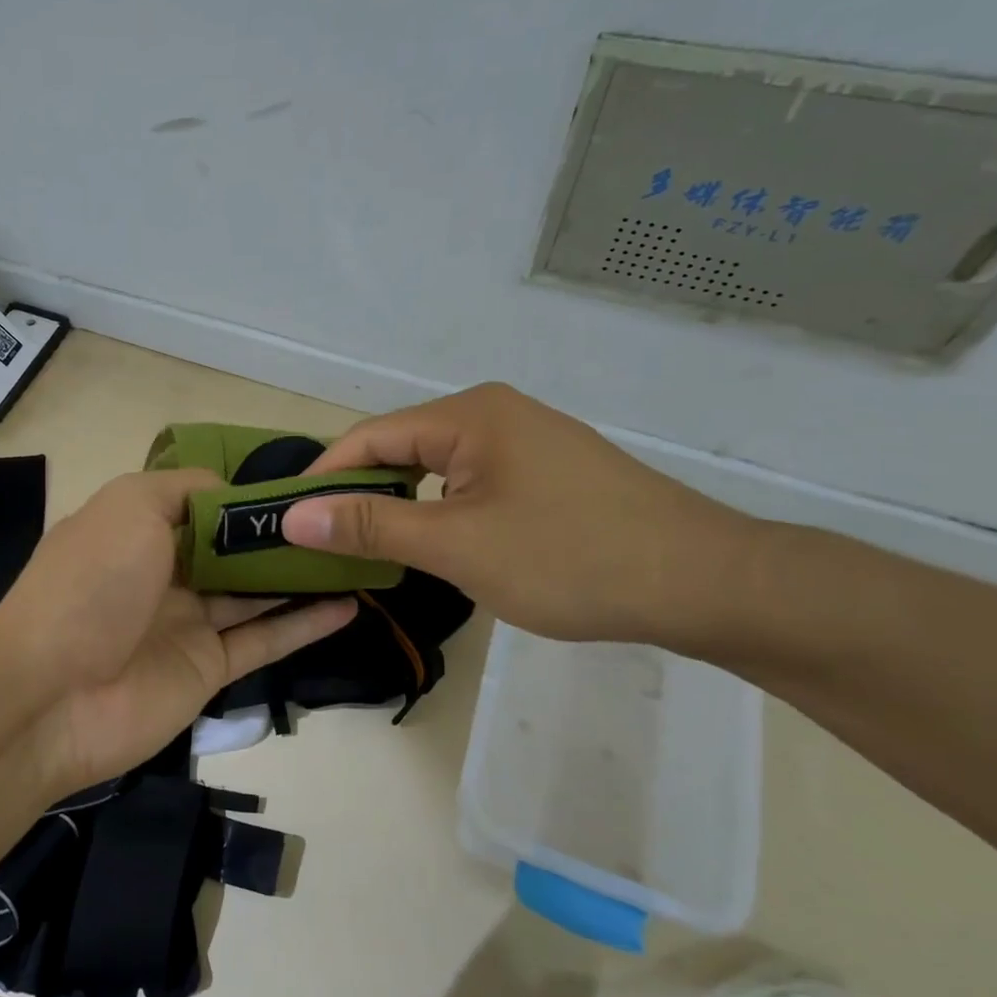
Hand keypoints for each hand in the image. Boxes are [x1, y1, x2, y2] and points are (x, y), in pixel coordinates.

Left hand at [0, 469, 355, 790]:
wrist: (50, 695)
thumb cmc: (91, 582)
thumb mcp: (129, 506)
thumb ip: (182, 488)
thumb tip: (228, 490)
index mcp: (137, 530)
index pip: (200, 504)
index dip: (244, 495)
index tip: (298, 484)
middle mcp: (163, 574)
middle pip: (232, 550)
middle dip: (278, 536)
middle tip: (341, 519)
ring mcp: (187, 624)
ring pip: (254, 594)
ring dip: (299, 576)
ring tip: (354, 555)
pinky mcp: (208, 669)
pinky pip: (264, 640)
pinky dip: (305, 624)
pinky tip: (349, 605)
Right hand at [280, 383, 751, 645]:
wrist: (706, 583)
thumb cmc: (571, 558)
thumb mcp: (456, 545)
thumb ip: (370, 524)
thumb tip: (292, 516)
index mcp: (469, 414)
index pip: (369, 437)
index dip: (324, 479)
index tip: (290, 523)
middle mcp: (494, 413)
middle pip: (402, 448)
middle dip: (361, 494)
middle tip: (327, 545)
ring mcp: (527, 441)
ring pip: (437, 469)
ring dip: (402, 506)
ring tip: (374, 550)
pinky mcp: (549, 472)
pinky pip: (472, 483)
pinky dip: (443, 511)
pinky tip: (440, 545)